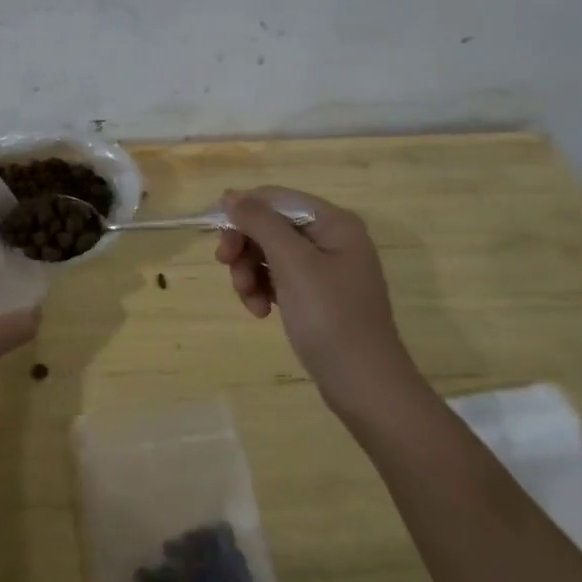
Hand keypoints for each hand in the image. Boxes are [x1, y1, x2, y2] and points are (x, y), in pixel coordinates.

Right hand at [214, 187, 423, 410]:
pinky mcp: (316, 296)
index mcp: (334, 223)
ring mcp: (324, 269)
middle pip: (271, 225)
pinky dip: (263, 290)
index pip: (277, 198)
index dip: (244, 210)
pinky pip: (278, 278)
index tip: (217, 234)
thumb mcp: (293, 264)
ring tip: (248, 299)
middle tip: (226, 266)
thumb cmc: (331, 318)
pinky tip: (260, 312)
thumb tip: (232, 195)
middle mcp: (331, 239)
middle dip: (246, 246)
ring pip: (269, 253)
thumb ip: (261, 223)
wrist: (364, 386)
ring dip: (249, 272)